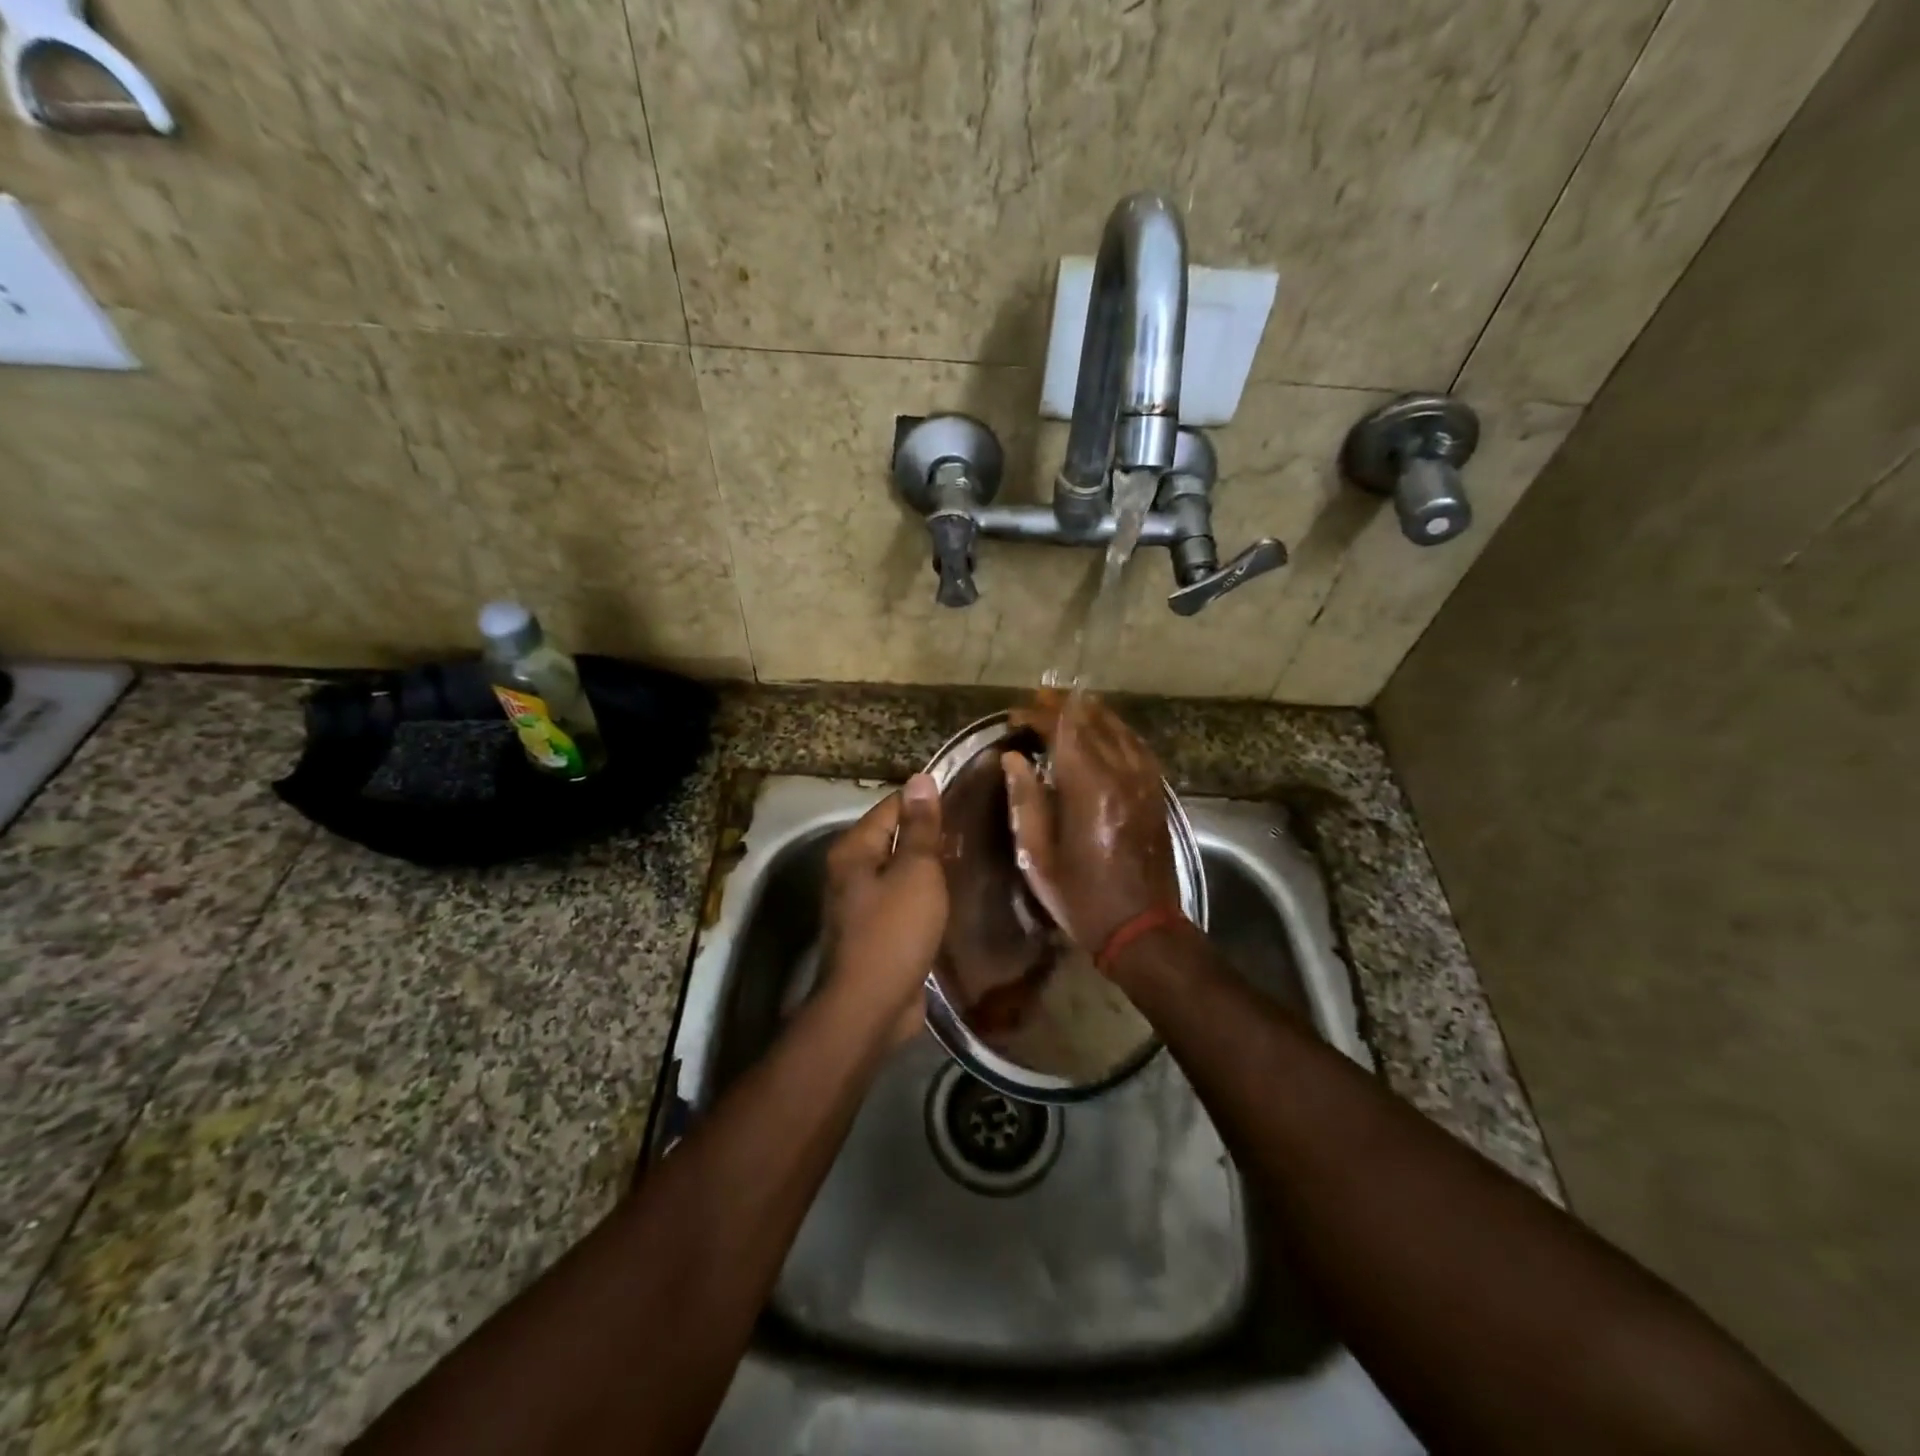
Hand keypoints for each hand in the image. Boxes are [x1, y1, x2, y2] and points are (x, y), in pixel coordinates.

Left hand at [820, 774, 947, 1045]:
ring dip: (929, 868)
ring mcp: (860, 906)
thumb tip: (920, 779)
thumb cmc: (894, 931)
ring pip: (900, 873)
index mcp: (854, 850)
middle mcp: (850, 872)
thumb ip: (920, 827)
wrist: (870, 1007)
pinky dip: (925, 897)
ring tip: (972, 858)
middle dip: (930, 835)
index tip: (965, 797)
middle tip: (976, 829)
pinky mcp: (876, 933)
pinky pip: (904, 903)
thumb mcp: (915, 872)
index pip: (891, 807)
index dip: (926, 800)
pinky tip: (955, 897)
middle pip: (893, 839)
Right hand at [1002, 691, 1178, 956]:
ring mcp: (1145, 780)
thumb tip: (1013, 758)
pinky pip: (1135, 745)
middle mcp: (1122, 773)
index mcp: (1089, 788)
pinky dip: (1113, 731)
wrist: (1142, 927)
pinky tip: (1100, 733)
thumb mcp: (1038, 856)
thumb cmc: (1081, 896)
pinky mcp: (1156, 791)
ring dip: (1089, 713)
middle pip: (1093, 720)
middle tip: (1035, 703)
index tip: (1014, 716)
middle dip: (1062, 705)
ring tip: (1063, 708)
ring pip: (1118, 727)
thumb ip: (1025, 800)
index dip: (1038, 715)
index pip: (1064, 728)